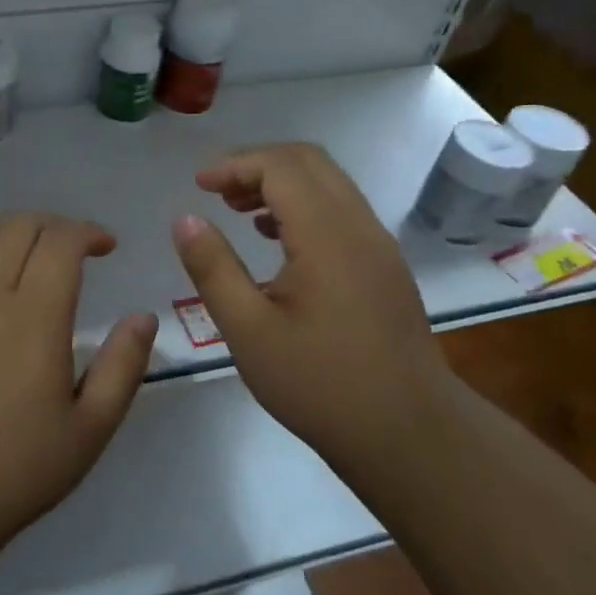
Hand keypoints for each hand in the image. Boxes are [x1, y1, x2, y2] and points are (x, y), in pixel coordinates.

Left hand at [0, 213, 157, 550]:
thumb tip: (144, 316)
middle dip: (56, 224)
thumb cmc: (16, 468)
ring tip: (37, 253)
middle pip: (21, 226)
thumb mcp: (89, 428)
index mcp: (34, 317)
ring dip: (18, 230)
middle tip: (77, 248)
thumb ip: (123, 366)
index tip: (107, 247)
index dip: (88, 232)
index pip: (61, 242)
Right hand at [171, 142, 448, 457]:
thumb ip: (213, 268)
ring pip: (329, 183)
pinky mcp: (385, 265)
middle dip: (257, 163)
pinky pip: (341, 210)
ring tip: (238, 210)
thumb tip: (185, 219)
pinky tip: (277, 239)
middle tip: (217, 190)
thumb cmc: (320, 384)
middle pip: (309, 161)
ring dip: (281, 182)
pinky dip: (304, 205)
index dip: (235, 164)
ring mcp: (379, 244)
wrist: (409, 434)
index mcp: (327, 235)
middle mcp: (359, 226)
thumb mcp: (249, 331)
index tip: (198, 186)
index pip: (281, 167)